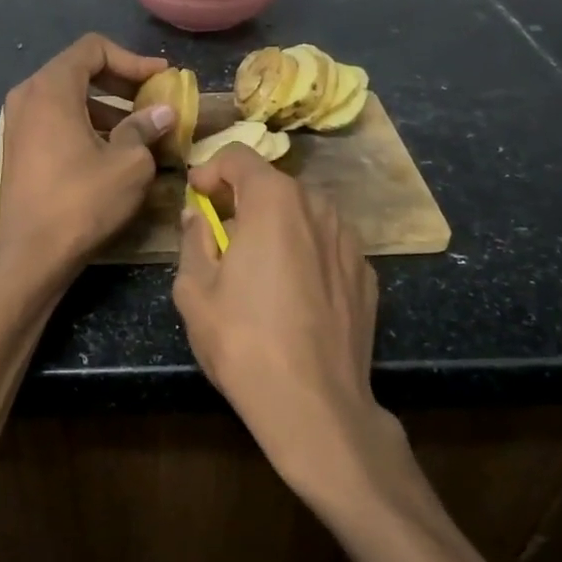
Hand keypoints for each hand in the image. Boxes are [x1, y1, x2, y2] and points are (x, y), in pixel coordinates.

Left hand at [0, 34, 174, 284]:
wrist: (31, 255)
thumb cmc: (82, 202)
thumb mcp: (128, 164)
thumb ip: (146, 128)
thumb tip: (163, 112)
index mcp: (51, 89)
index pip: (93, 48)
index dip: (132, 59)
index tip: (161, 78)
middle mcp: (27, 96)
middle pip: (78, 70)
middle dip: (120, 82)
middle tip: (153, 101)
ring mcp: (17, 124)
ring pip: (67, 98)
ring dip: (105, 107)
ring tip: (139, 131)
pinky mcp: (18, 149)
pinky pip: (55, 121)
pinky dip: (85, 125)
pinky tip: (111, 151)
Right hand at [173, 147, 403, 502]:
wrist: (314, 404)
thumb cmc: (243, 342)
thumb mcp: (194, 291)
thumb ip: (194, 240)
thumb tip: (197, 216)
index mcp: (274, 202)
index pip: (240, 157)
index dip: (211, 170)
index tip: (196, 197)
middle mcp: (319, 208)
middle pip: (274, 186)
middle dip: (243, 202)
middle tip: (222, 239)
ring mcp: (350, 242)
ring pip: (304, 216)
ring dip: (277, 227)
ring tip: (259, 270)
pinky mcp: (367, 275)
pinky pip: (327, 247)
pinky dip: (306, 254)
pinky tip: (294, 296)